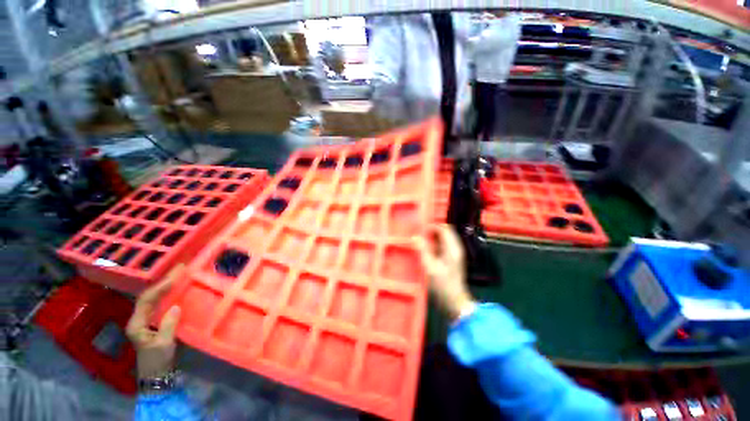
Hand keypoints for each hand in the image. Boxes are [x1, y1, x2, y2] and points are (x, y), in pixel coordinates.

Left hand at [126, 264, 183, 378]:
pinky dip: (166, 294)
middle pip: (148, 296)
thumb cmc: (158, 360)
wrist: (155, 374)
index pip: (146, 300)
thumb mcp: (164, 344)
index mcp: (136, 324)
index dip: (159, 288)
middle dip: (162, 282)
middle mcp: (137, 319)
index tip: (174, 277)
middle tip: (178, 269)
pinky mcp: (152, 322)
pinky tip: (175, 289)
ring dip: (164, 286)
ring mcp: (144, 320)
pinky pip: (158, 303)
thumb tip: (176, 306)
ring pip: (152, 298)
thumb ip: (168, 325)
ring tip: (178, 275)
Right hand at [413, 224, 474, 320]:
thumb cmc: (443, 285)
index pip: (444, 229)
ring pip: (445, 238)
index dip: (433, 226)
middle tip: (420, 233)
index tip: (421, 228)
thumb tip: (415, 236)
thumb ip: (423, 250)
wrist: (455, 301)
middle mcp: (456, 248)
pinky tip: (427, 249)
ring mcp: (455, 254)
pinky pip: (444, 245)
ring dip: (434, 237)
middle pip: (446, 232)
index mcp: (452, 248)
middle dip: (433, 230)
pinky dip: (436, 244)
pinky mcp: (453, 259)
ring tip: (421, 240)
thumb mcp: (430, 267)